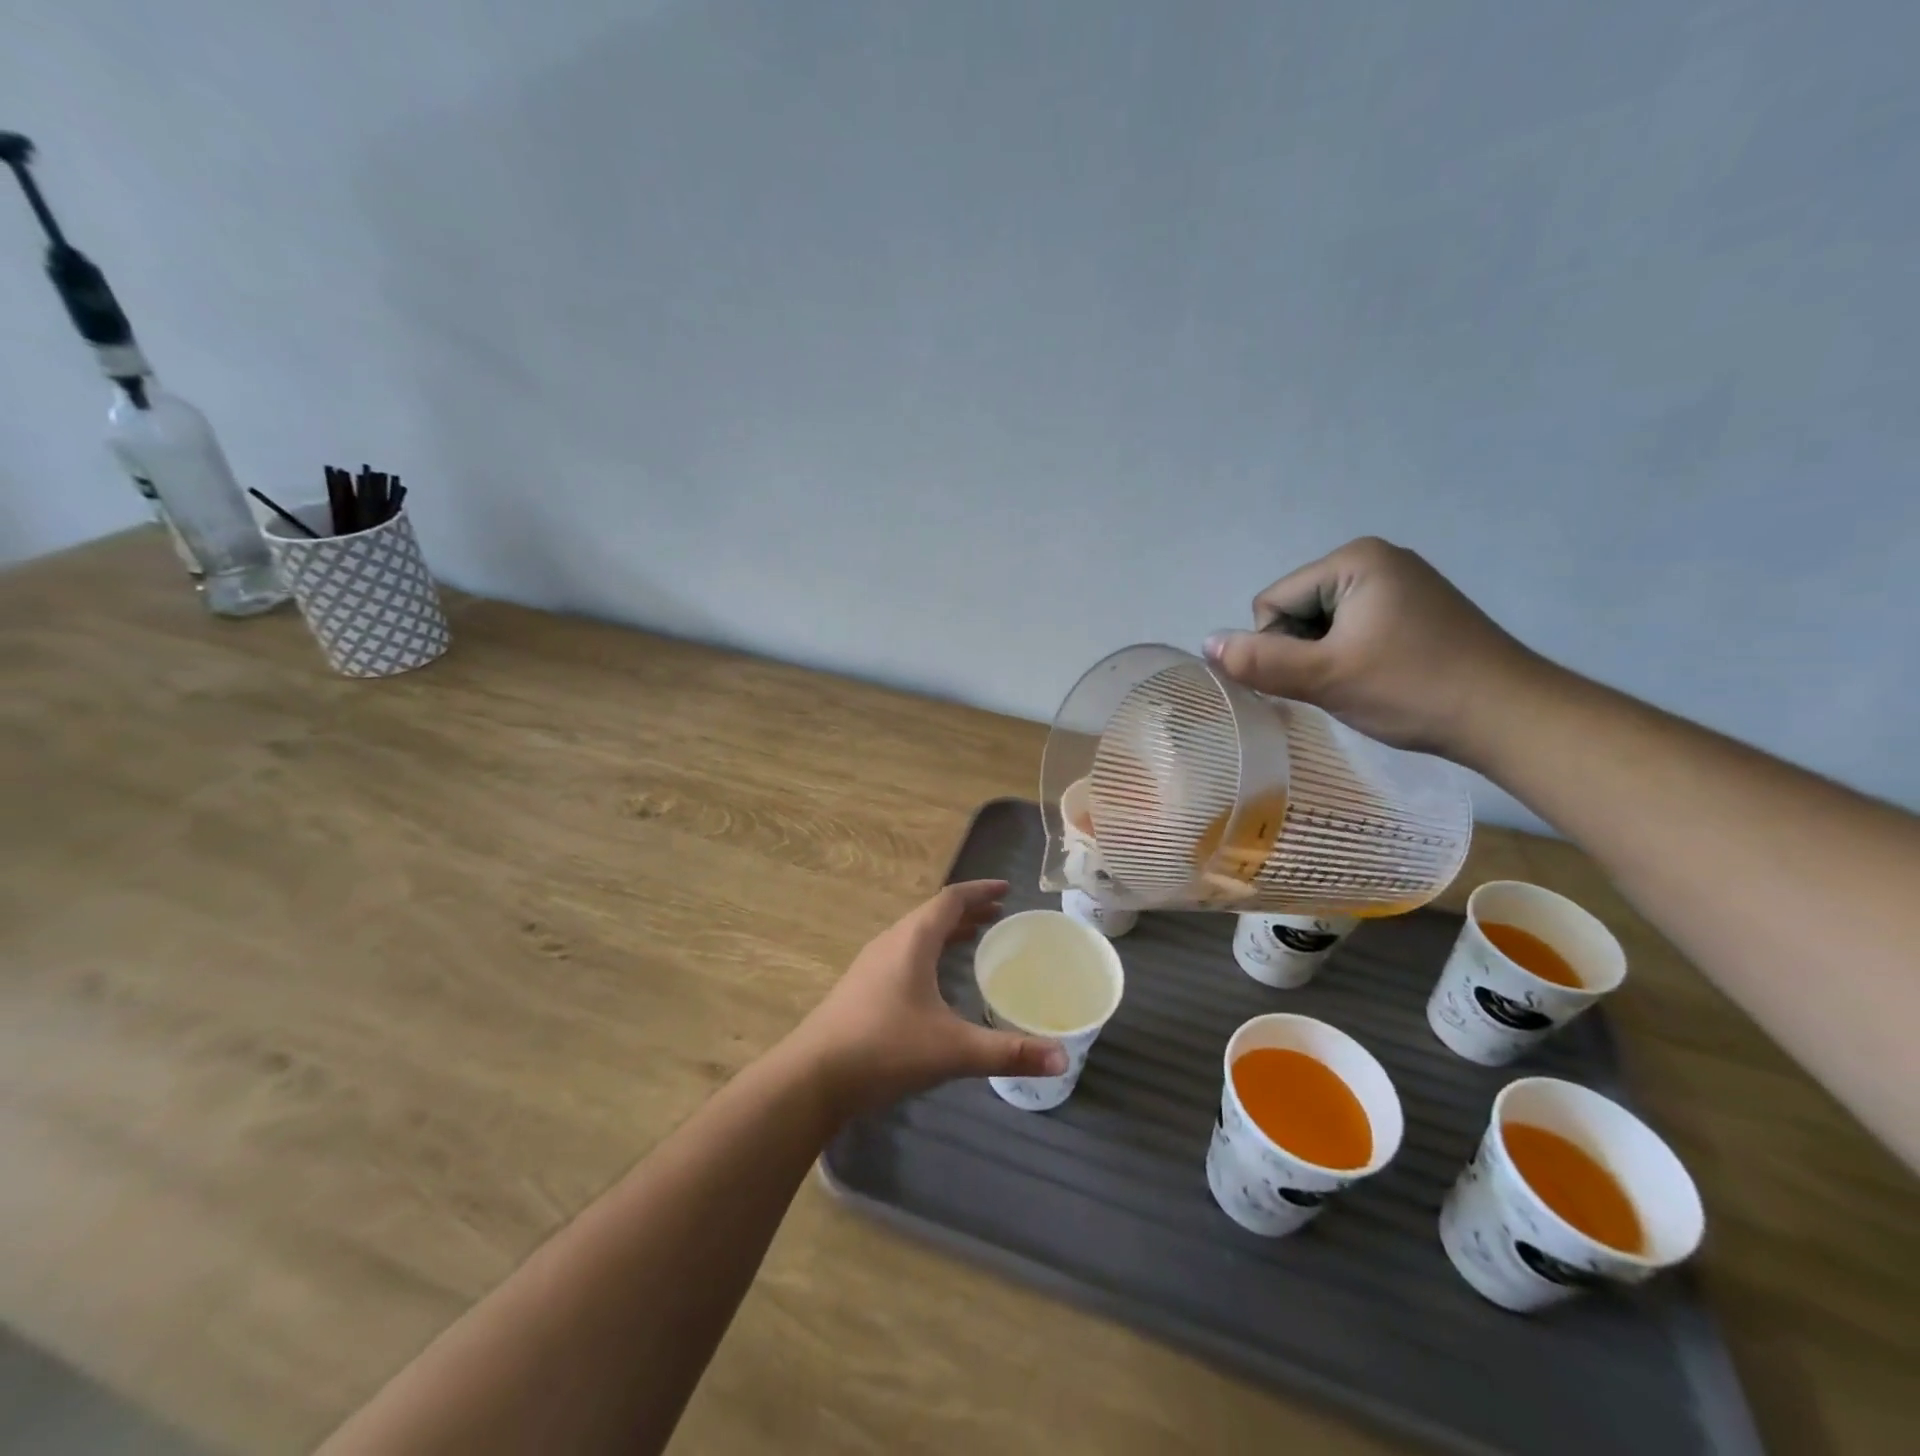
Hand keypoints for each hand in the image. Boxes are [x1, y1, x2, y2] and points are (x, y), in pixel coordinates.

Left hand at [789, 880, 1066, 1118]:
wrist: (812, 1076)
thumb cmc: (884, 1048)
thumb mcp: (952, 1050)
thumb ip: (1007, 1052)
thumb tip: (1062, 1058)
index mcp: (913, 940)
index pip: (951, 899)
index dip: (980, 891)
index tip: (1007, 889)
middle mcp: (891, 941)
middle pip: (934, 913)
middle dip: (968, 911)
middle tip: (1000, 916)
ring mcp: (872, 963)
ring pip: (917, 934)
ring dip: (947, 931)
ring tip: (975, 939)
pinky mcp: (862, 986)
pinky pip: (904, 953)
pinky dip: (930, 951)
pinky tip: (936, 980)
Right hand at [1203, 537, 1542, 762]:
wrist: (1509, 717)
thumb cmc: (1412, 688)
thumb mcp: (1324, 677)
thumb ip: (1259, 661)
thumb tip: (1205, 645)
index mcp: (1353, 560)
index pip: (1272, 603)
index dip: (1280, 648)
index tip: (1320, 676)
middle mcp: (1376, 559)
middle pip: (1295, 611)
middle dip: (1305, 652)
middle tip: (1343, 683)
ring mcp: (1400, 584)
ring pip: (1321, 626)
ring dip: (1327, 659)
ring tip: (1364, 684)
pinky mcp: (1414, 610)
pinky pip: (1352, 630)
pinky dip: (1352, 658)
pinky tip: (1380, 679)